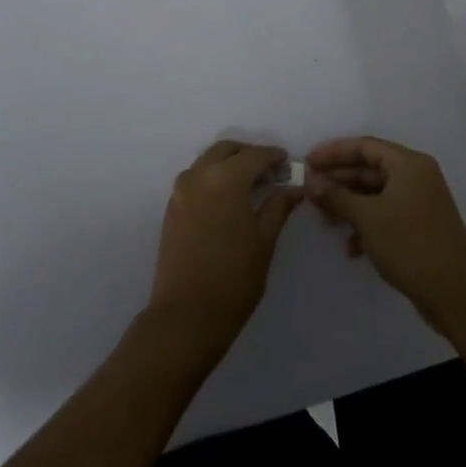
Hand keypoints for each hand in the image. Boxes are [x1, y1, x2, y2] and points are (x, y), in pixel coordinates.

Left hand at [145, 141, 303, 358]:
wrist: (186, 316)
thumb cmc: (234, 279)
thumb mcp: (264, 241)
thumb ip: (278, 207)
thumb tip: (294, 188)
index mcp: (225, 180)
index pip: (253, 155)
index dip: (273, 156)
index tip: (287, 162)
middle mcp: (198, 176)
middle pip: (226, 150)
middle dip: (248, 154)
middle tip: (269, 170)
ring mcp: (180, 192)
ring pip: (207, 162)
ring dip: (229, 164)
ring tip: (251, 184)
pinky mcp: (171, 209)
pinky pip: (195, 179)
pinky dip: (213, 178)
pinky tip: (228, 199)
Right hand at [304, 136, 465, 332]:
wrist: (455, 292)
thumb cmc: (410, 245)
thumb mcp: (367, 218)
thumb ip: (337, 196)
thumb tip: (312, 182)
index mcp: (409, 164)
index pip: (365, 146)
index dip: (334, 152)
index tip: (307, 162)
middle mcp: (416, 177)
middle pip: (369, 169)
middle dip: (339, 181)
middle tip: (310, 192)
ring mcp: (419, 202)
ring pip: (375, 194)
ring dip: (349, 205)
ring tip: (326, 221)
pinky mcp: (418, 226)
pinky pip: (385, 214)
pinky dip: (366, 225)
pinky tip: (350, 247)